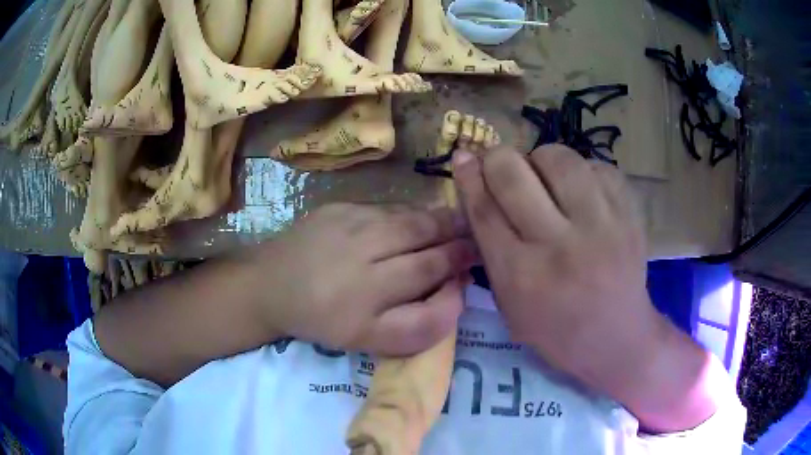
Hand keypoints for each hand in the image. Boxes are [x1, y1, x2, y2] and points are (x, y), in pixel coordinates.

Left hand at [246, 203, 474, 355]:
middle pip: (426, 242)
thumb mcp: (369, 340)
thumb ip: (418, 326)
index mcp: (367, 303)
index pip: (432, 277)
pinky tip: (419, 220)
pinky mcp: (338, 208)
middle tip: (475, 239)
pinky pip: (388, 209)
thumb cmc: (323, 319)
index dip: (459, 269)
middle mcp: (361, 259)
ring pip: (411, 219)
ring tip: (458, 224)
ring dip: (440, 221)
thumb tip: (455, 292)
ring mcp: (348, 226)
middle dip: (458, 239)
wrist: (270, 286)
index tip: (474, 264)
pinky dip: (412, 214)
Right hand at [453, 145, 688, 417]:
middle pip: (514, 175)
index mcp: (522, 276)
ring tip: (544, 177)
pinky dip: (581, 171)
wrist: (616, 338)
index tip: (464, 156)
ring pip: (559, 158)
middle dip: (498, 159)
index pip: (485, 209)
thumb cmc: (555, 329)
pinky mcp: (628, 215)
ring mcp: (601, 226)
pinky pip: (597, 167)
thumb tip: (475, 188)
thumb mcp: (509, 304)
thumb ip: (490, 249)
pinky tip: (580, 191)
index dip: (469, 176)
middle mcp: (560, 246)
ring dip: (541, 160)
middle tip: (501, 165)